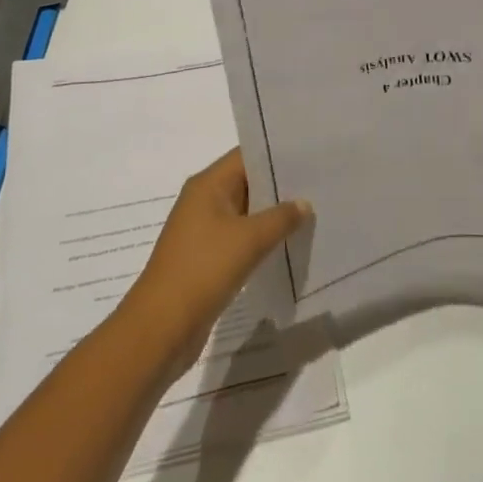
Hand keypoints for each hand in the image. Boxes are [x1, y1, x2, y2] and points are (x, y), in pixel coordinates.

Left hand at [118, 149, 310, 378]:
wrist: (161, 328)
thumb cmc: (203, 269)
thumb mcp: (249, 239)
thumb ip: (281, 217)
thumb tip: (304, 203)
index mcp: (208, 184)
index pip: (247, 155)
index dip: (278, 153)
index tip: (312, 156)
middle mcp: (204, 200)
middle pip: (248, 182)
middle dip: (281, 185)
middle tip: (320, 184)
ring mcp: (204, 230)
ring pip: (247, 212)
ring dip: (274, 215)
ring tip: (313, 213)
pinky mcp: (207, 258)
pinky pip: (241, 238)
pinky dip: (262, 239)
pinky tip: (289, 244)